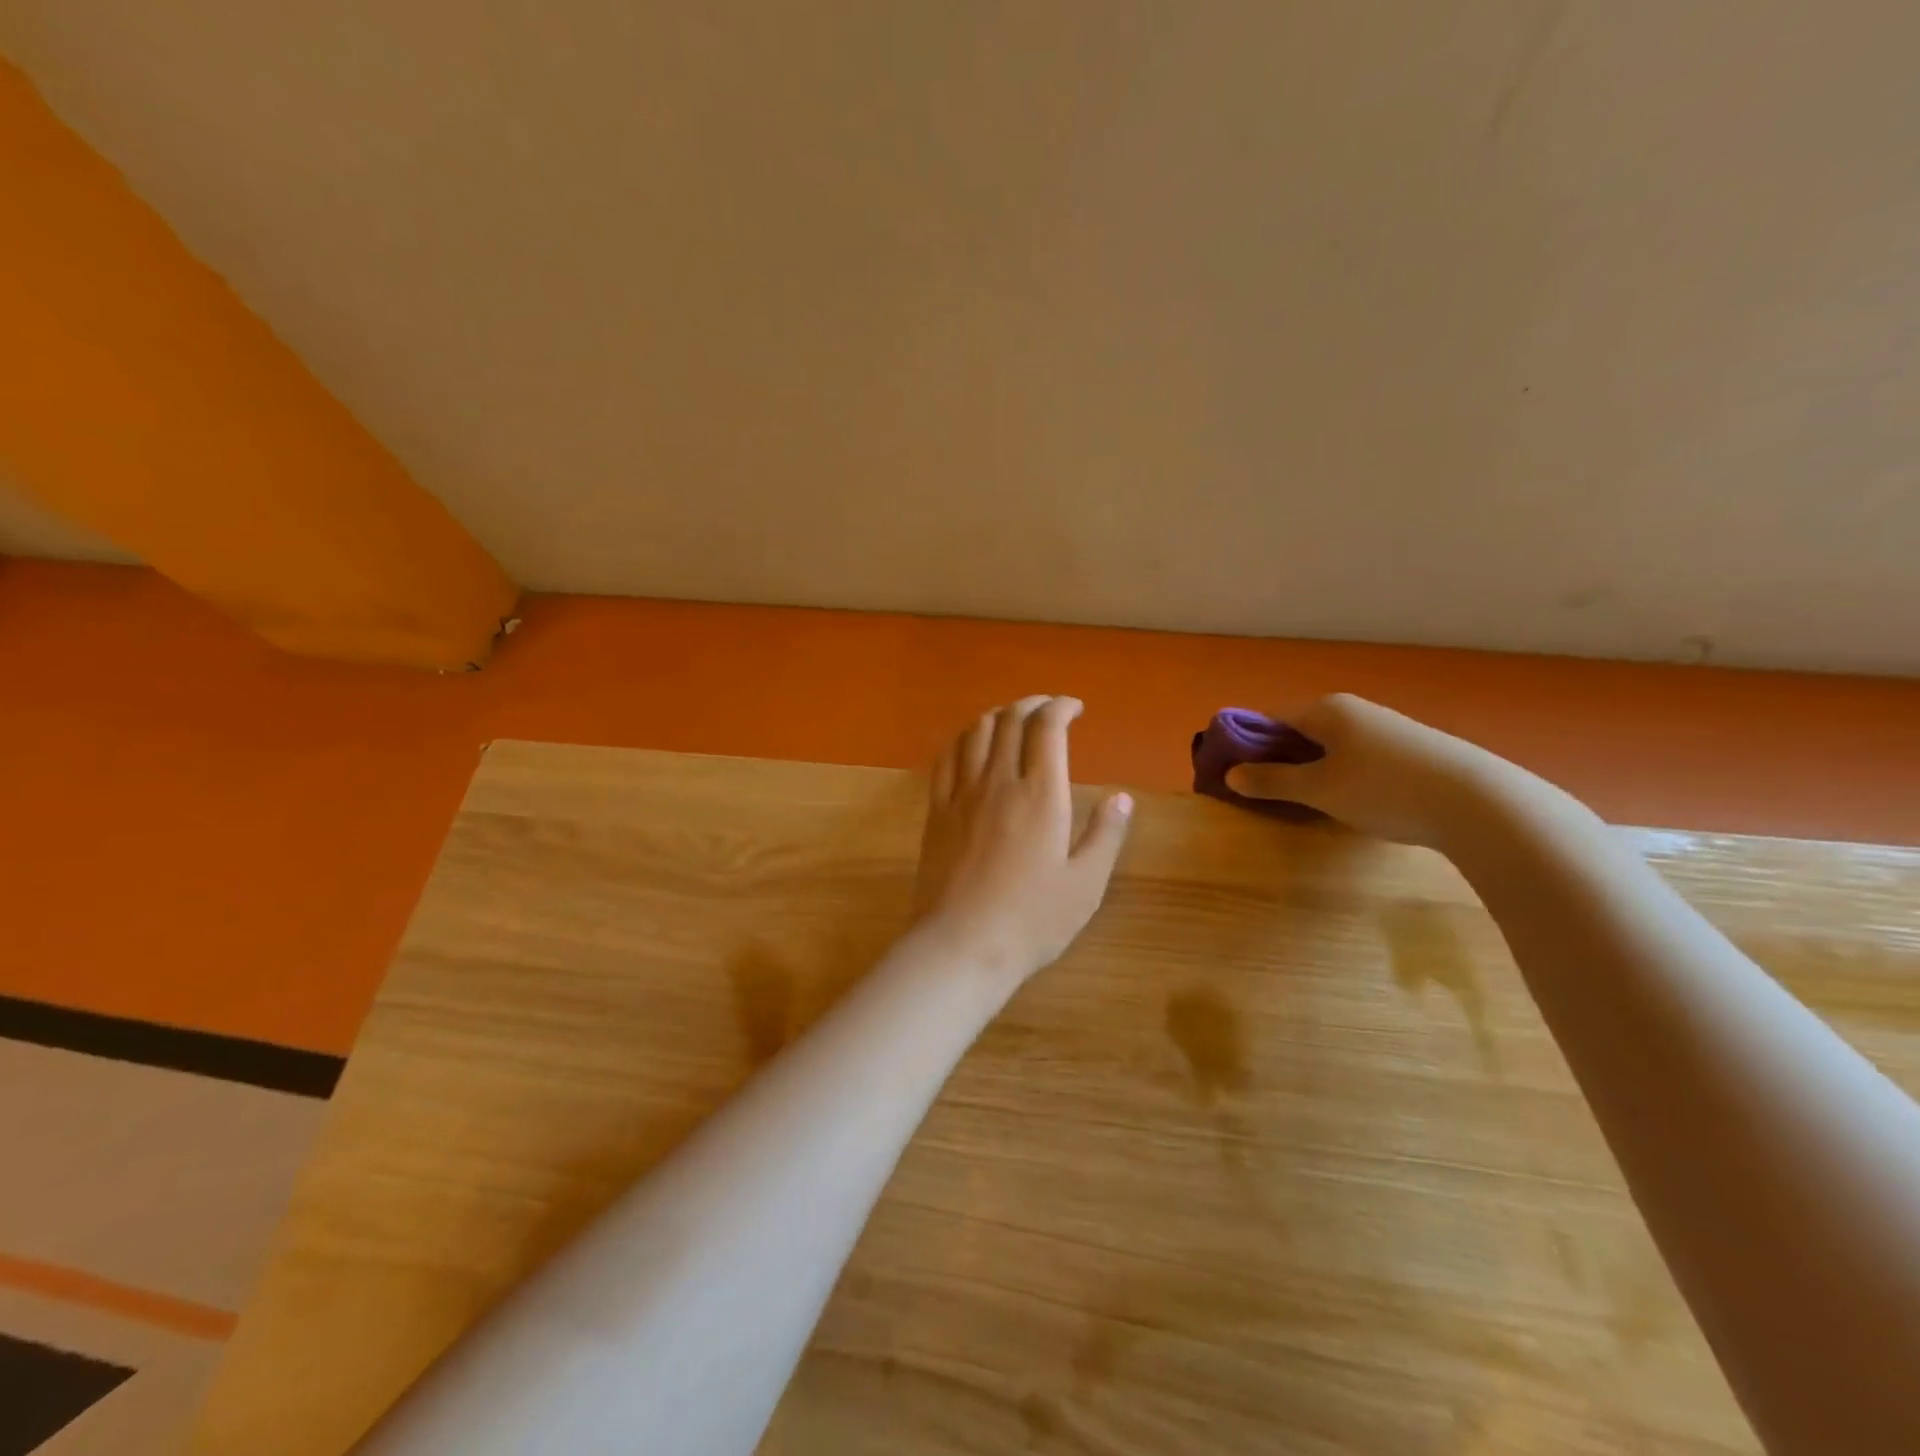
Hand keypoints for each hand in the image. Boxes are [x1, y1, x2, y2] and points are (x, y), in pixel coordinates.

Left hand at [912, 696, 1132, 983]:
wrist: (962, 944)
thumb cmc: (1032, 919)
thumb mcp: (1085, 884)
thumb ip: (1105, 835)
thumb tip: (1122, 798)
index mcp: (1041, 795)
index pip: (1047, 728)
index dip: (1061, 707)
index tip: (1075, 708)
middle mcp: (999, 782)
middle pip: (1010, 720)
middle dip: (1032, 704)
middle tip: (1048, 709)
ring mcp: (962, 794)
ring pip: (975, 732)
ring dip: (997, 715)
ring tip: (1012, 720)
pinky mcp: (937, 811)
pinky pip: (946, 758)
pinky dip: (962, 738)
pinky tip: (970, 744)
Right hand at [1225, 694, 1499, 849]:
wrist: (1479, 802)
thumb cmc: (1384, 789)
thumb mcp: (1318, 789)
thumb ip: (1272, 780)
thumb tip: (1231, 775)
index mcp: (1325, 709)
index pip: (1269, 720)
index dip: (1246, 746)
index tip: (1235, 776)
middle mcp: (1353, 710)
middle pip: (1300, 731)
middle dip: (1278, 760)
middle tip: (1267, 794)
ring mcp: (1385, 728)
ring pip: (1330, 746)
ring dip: (1311, 770)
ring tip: (1308, 803)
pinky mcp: (1410, 749)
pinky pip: (1357, 756)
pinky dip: (1342, 774)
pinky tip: (1351, 802)